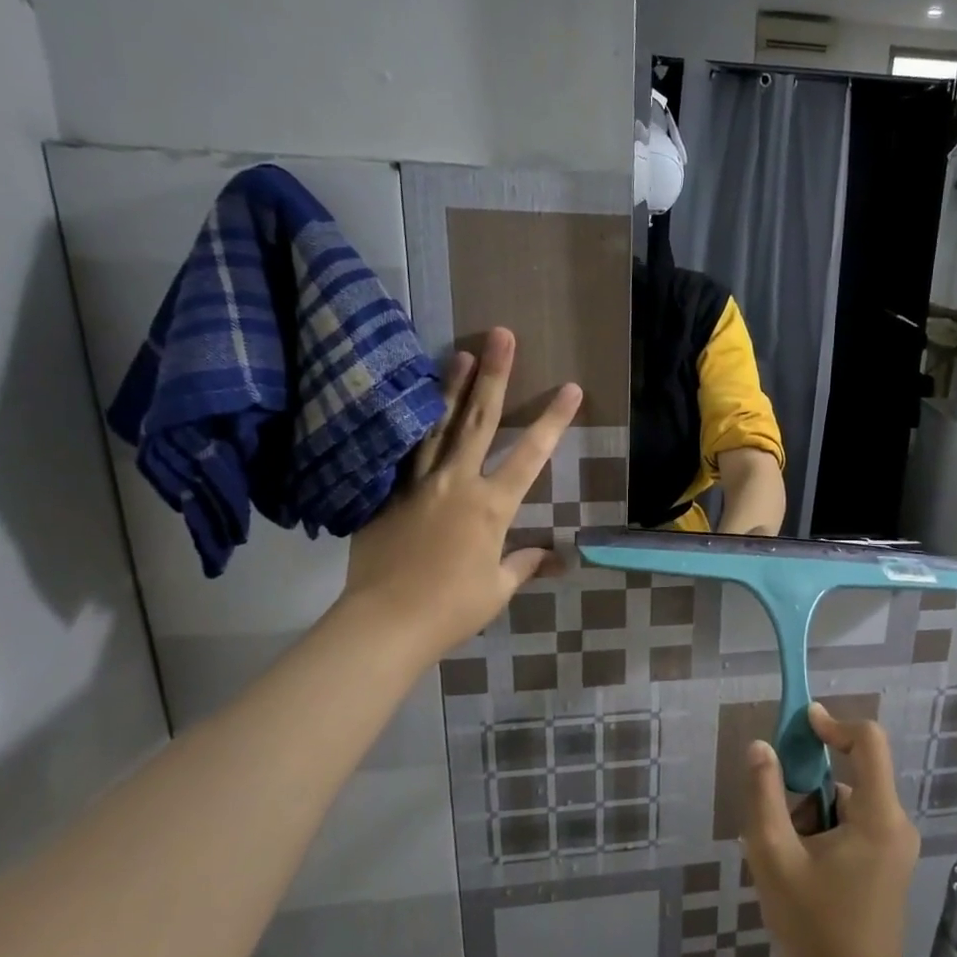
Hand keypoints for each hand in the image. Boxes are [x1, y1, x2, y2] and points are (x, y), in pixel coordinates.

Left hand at [340, 327, 579, 658]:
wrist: (385, 621)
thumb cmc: (452, 607)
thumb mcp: (498, 588)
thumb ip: (525, 563)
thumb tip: (558, 558)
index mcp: (492, 506)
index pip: (531, 455)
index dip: (554, 420)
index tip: (571, 388)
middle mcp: (457, 483)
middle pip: (480, 421)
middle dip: (496, 376)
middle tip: (503, 335)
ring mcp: (418, 484)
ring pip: (438, 426)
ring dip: (452, 387)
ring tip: (462, 352)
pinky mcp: (388, 494)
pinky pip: (404, 453)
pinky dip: (412, 426)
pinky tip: (412, 405)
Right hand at [742, 704, 919, 956]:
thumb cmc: (816, 929)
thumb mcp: (774, 858)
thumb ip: (764, 796)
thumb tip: (761, 747)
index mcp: (878, 815)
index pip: (867, 740)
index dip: (834, 724)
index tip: (799, 726)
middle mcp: (895, 822)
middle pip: (849, 776)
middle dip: (806, 791)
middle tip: (776, 830)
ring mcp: (895, 846)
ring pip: (846, 804)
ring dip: (811, 818)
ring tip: (786, 863)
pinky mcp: (889, 865)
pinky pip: (853, 827)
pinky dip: (824, 835)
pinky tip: (803, 876)